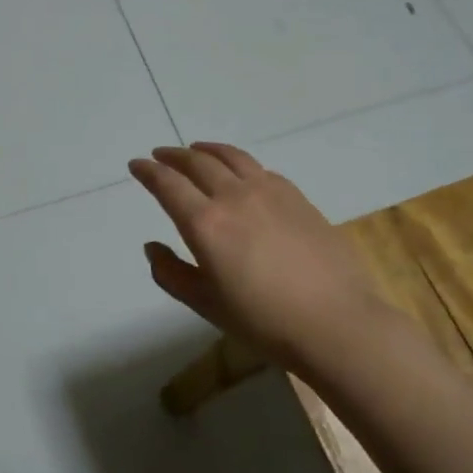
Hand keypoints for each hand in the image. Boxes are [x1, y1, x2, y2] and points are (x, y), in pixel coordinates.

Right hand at [128, 142, 392, 375]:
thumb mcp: (206, 304)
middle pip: (197, 162)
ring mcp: (270, 192)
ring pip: (231, 157)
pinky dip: (239, 164)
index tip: (136, 165)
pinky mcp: (297, 197)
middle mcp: (234, 197)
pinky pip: (260, 169)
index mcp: (205, 223)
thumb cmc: (263, 321)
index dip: (148, 171)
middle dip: (173, 156)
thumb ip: (171, 273)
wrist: (336, 322)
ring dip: (207, 150)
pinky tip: (240, 173)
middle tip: (160, 155)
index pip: (168, 184)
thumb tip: (152, 247)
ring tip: (196, 150)